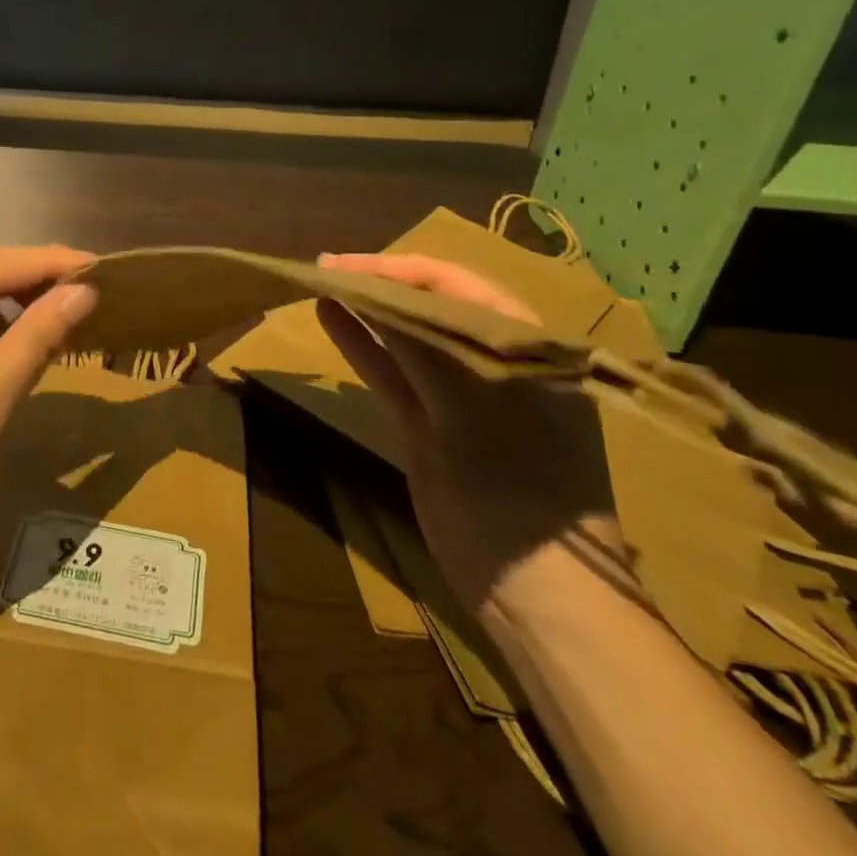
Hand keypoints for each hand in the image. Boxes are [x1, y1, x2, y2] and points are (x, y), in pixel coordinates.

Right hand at [315, 253, 620, 618]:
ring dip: (367, 311)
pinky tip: (331, 319)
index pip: (457, 286)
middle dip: (380, 284)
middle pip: (429, 306)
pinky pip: (392, 372)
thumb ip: (423, 348)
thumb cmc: (518, 492)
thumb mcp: (470, 412)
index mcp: (524, 348)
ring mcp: (458, 394)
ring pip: (407, 338)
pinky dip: (363, 346)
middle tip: (327, 268)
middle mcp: (492, 361)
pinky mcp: (429, 422)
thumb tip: (375, 292)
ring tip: (322, 283)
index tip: (345, 263)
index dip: (399, 270)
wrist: (534, 592)